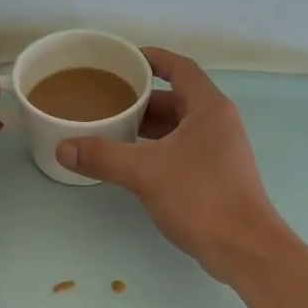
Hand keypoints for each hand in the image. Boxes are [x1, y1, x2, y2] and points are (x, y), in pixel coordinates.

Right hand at [56, 48, 286, 281]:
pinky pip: (182, 150)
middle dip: (142, 100)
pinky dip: (157, 149)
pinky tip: (133, 163)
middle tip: (106, 101)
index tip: (124, 60)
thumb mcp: (145, 172)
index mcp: (209, 108)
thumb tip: (64, 148)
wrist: (244, 248)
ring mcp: (220, 151)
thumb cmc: (201, 197)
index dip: (153, 59)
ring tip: (112, 129)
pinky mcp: (217, 176)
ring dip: (149, 127)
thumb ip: (103, 157)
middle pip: (177, 99)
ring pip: (179, 128)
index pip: (180, 68)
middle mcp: (218, 123)